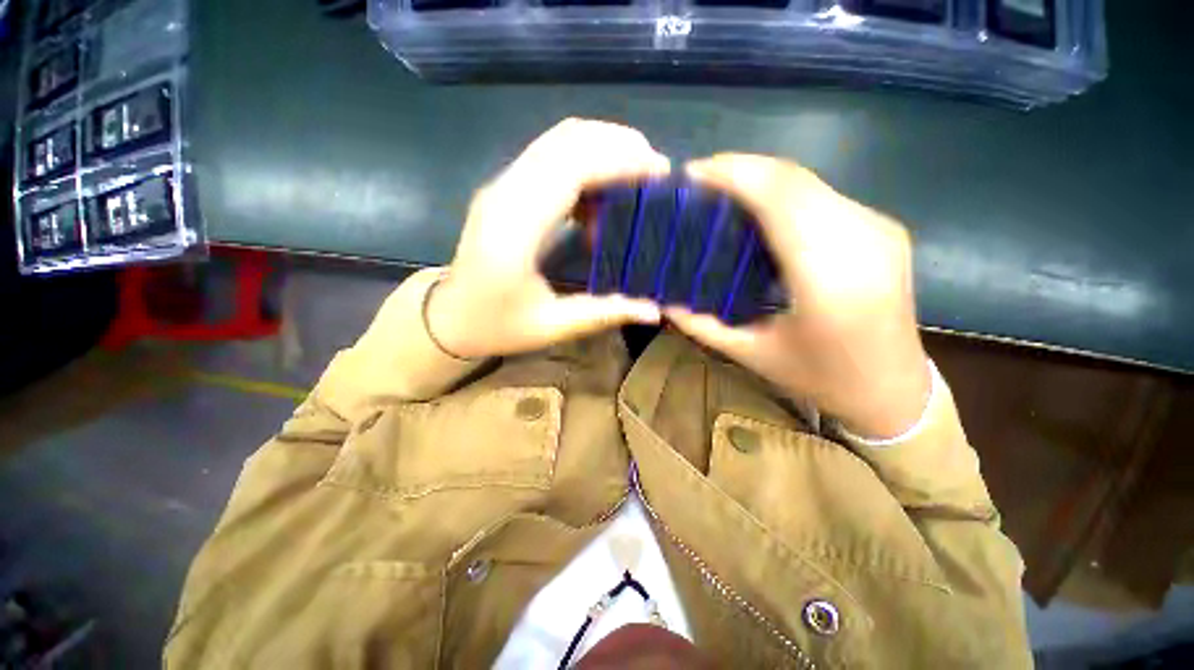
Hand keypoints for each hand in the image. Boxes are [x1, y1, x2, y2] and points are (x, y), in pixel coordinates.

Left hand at [427, 118, 669, 358]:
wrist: (448, 318)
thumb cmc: (495, 326)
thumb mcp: (552, 326)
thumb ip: (604, 313)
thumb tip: (655, 311)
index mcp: (516, 228)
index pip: (572, 167)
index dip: (620, 160)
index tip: (660, 171)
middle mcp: (505, 194)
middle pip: (565, 140)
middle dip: (618, 144)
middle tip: (655, 169)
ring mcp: (501, 187)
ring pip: (557, 141)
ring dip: (602, 148)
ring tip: (636, 175)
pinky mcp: (504, 190)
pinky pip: (549, 157)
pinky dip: (584, 162)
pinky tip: (603, 193)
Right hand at [665, 154, 930, 439]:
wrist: (893, 389)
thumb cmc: (820, 379)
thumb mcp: (751, 355)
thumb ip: (701, 325)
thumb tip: (662, 299)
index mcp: (828, 278)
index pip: (779, 197)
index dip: (733, 174)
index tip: (691, 174)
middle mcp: (862, 239)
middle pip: (793, 178)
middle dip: (740, 169)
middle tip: (696, 183)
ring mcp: (878, 228)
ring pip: (809, 181)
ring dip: (759, 177)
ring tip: (719, 192)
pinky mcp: (881, 228)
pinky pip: (822, 195)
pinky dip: (782, 191)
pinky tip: (756, 207)